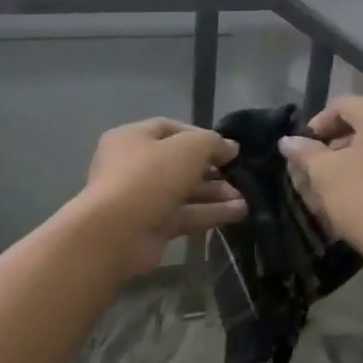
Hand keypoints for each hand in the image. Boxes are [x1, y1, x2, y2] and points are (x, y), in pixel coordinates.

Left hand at [81, 118, 245, 273]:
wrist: (116, 233)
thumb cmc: (149, 178)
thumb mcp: (188, 148)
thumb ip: (212, 143)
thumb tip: (230, 147)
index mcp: (131, 139)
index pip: (170, 129)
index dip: (201, 136)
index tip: (228, 148)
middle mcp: (133, 166)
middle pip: (179, 163)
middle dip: (212, 170)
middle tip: (239, 175)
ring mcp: (141, 199)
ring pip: (184, 191)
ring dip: (215, 194)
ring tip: (246, 197)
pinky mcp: (151, 226)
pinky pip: (185, 215)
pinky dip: (210, 213)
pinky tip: (238, 212)